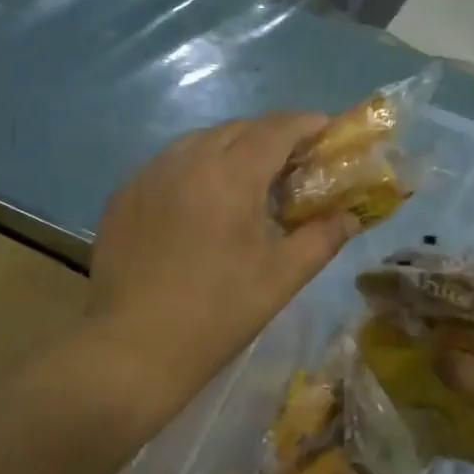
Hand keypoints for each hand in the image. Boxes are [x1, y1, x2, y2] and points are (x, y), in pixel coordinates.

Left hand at [87, 114, 359, 420]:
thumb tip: (350, 217)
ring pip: (199, 142)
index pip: (276, 129)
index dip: (306, 124)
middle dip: (271, 136)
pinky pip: (169, 164)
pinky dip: (195, 169)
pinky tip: (201, 202)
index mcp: (229, 175)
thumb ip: (322, 238)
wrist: (133, 349)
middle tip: (293, 164)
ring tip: (248, 181)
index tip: (327, 131)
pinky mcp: (123, 195)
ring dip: (231, 149)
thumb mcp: (281, 278)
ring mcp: (148, 175)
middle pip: (238, 129)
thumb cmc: (217, 313)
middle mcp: (186, 160)